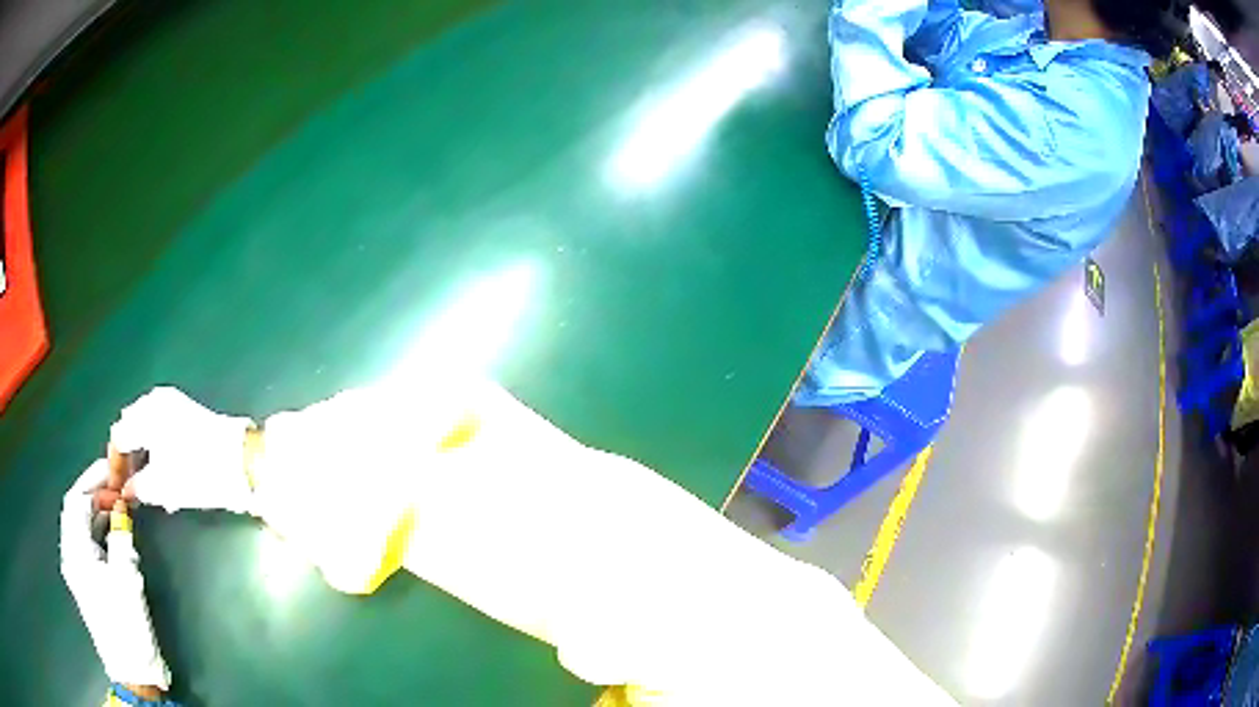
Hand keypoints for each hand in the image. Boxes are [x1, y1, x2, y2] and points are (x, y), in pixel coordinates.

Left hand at [59, 460, 170, 690]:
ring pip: (80, 527)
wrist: (132, 672)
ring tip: (118, 506)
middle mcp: (70, 554)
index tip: (113, 469)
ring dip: (96, 512)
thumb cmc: (126, 624)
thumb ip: (121, 537)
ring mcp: (77, 570)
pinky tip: (113, 533)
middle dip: (94, 493)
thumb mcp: (127, 579)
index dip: (93, 479)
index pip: (76, 499)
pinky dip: (97, 531)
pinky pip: (86, 544)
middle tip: (117, 486)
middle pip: (75, 510)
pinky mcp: (86, 583)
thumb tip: (122, 507)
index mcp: (75, 550)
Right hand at [111, 387, 254, 513]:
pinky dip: (156, 448)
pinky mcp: (188, 412)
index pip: (118, 437)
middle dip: (127, 458)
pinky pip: (161, 427)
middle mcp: (155, 401)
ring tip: (146, 485)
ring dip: (142, 454)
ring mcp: (173, 403)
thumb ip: (138, 487)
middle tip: (130, 487)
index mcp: (145, 414)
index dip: (114, 465)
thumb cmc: (197, 473)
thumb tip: (127, 490)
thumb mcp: (162, 486)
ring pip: (145, 427)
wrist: (243, 461)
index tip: (116, 489)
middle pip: (130, 428)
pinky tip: (162, 472)